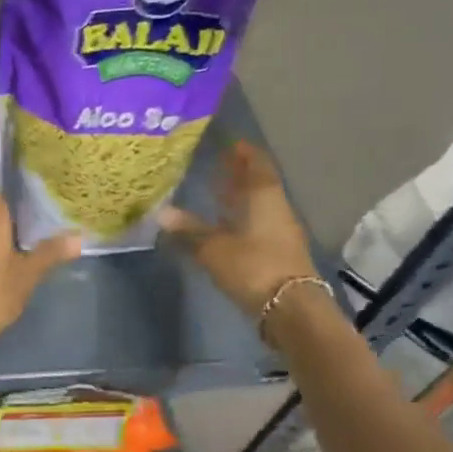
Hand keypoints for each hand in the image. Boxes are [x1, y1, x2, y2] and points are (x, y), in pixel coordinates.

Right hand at [158, 142, 316, 319]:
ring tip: (215, 192)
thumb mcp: (214, 248)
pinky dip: (239, 220)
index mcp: (264, 197)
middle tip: (215, 165)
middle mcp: (275, 209)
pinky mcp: (276, 254)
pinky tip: (222, 225)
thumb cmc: (253, 267)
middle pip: (257, 184)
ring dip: (239, 198)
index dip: (243, 152)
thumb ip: (189, 230)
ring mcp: (279, 232)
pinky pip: (255, 226)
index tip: (227, 143)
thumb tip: (161, 213)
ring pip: (257, 206)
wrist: (290, 308)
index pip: (256, 164)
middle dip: (238, 174)